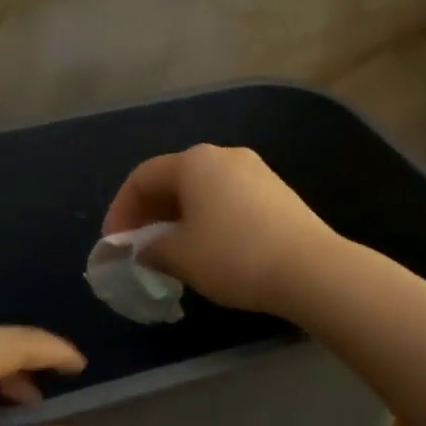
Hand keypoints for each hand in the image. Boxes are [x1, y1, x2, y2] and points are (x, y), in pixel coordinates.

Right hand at [102, 145, 339, 315]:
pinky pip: (227, 200)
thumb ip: (151, 249)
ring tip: (171, 251)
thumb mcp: (180, 257)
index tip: (115, 243)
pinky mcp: (277, 193)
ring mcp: (256, 172)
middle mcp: (224, 156)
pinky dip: (207, 220)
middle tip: (138, 247)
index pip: (142, 177)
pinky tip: (208, 249)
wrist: (311, 269)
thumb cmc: (233, 256)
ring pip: (202, 191)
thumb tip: (144, 250)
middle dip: (149, 213)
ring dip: (178, 218)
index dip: (121, 210)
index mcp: (194, 162)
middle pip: (173, 179)